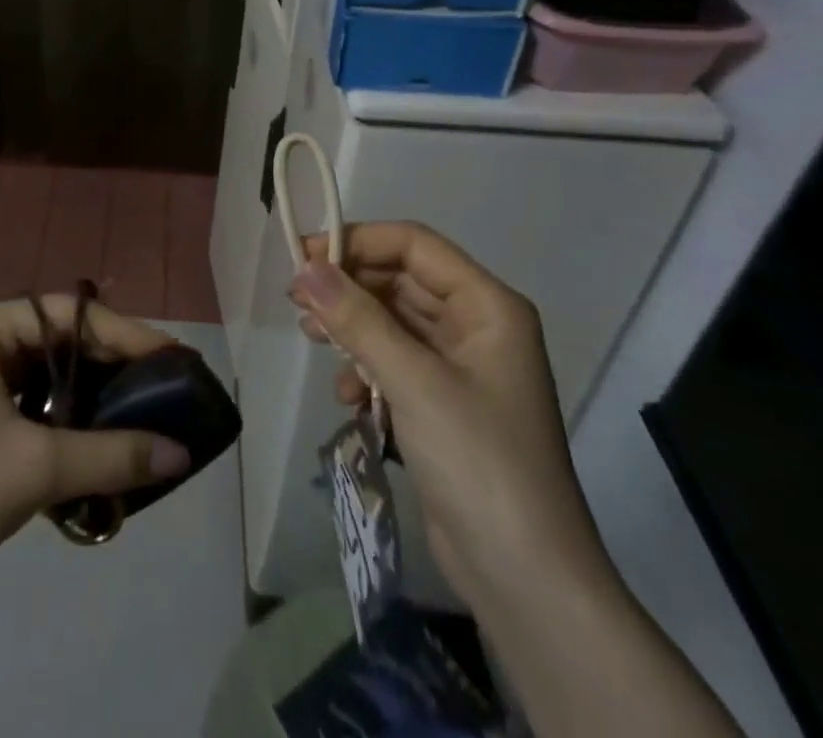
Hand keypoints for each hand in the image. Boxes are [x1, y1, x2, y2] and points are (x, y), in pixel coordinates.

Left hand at [0, 299, 191, 594]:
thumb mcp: (39, 469)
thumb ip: (113, 455)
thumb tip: (181, 452)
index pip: (69, 314)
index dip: (126, 333)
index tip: (173, 356)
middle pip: (62, 336)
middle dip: (113, 361)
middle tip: (166, 381)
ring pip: (51, 366)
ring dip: (94, 387)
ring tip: (144, 404)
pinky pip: (36, 393)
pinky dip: (70, 409)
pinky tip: (101, 430)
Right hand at [289, 223, 611, 607]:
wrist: (526, 580)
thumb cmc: (478, 461)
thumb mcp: (413, 382)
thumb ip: (357, 319)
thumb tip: (305, 268)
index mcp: (487, 306)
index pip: (414, 245)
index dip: (358, 241)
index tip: (305, 256)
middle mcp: (476, 326)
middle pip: (400, 280)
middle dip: (348, 286)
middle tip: (297, 300)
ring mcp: (460, 368)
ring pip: (393, 321)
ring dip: (351, 326)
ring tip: (310, 337)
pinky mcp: (442, 404)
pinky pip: (394, 362)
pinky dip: (365, 369)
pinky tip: (346, 396)